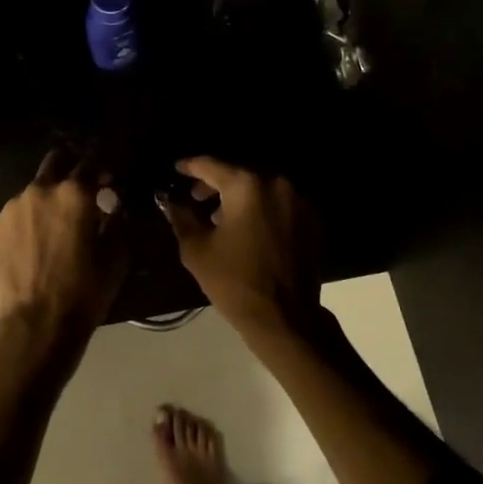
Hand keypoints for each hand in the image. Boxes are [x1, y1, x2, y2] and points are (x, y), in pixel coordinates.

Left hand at [0, 150, 126, 337]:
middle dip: (69, 171)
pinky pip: (16, 214)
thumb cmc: (83, 291)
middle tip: (79, 193)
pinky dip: (28, 220)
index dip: (103, 173)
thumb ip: (116, 223)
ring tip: (53, 225)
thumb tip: (112, 207)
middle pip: (56, 162)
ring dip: (47, 199)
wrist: (35, 324)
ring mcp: (13, 207)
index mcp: (75, 194)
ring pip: (34, 190)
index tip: (109, 184)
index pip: (91, 165)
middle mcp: (41, 190)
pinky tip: (33, 243)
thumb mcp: (115, 258)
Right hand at [158, 157, 320, 330]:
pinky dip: (262, 209)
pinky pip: (280, 204)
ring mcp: (299, 201)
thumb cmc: (234, 281)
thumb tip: (170, 200)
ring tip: (221, 217)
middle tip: (196, 197)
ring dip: (240, 197)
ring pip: (262, 188)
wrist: (285, 318)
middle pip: (240, 174)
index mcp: (246, 186)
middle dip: (216, 183)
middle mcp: (277, 184)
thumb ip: (181, 217)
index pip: (211, 165)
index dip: (190, 166)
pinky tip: (249, 229)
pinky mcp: (313, 220)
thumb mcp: (196, 249)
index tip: (177, 169)